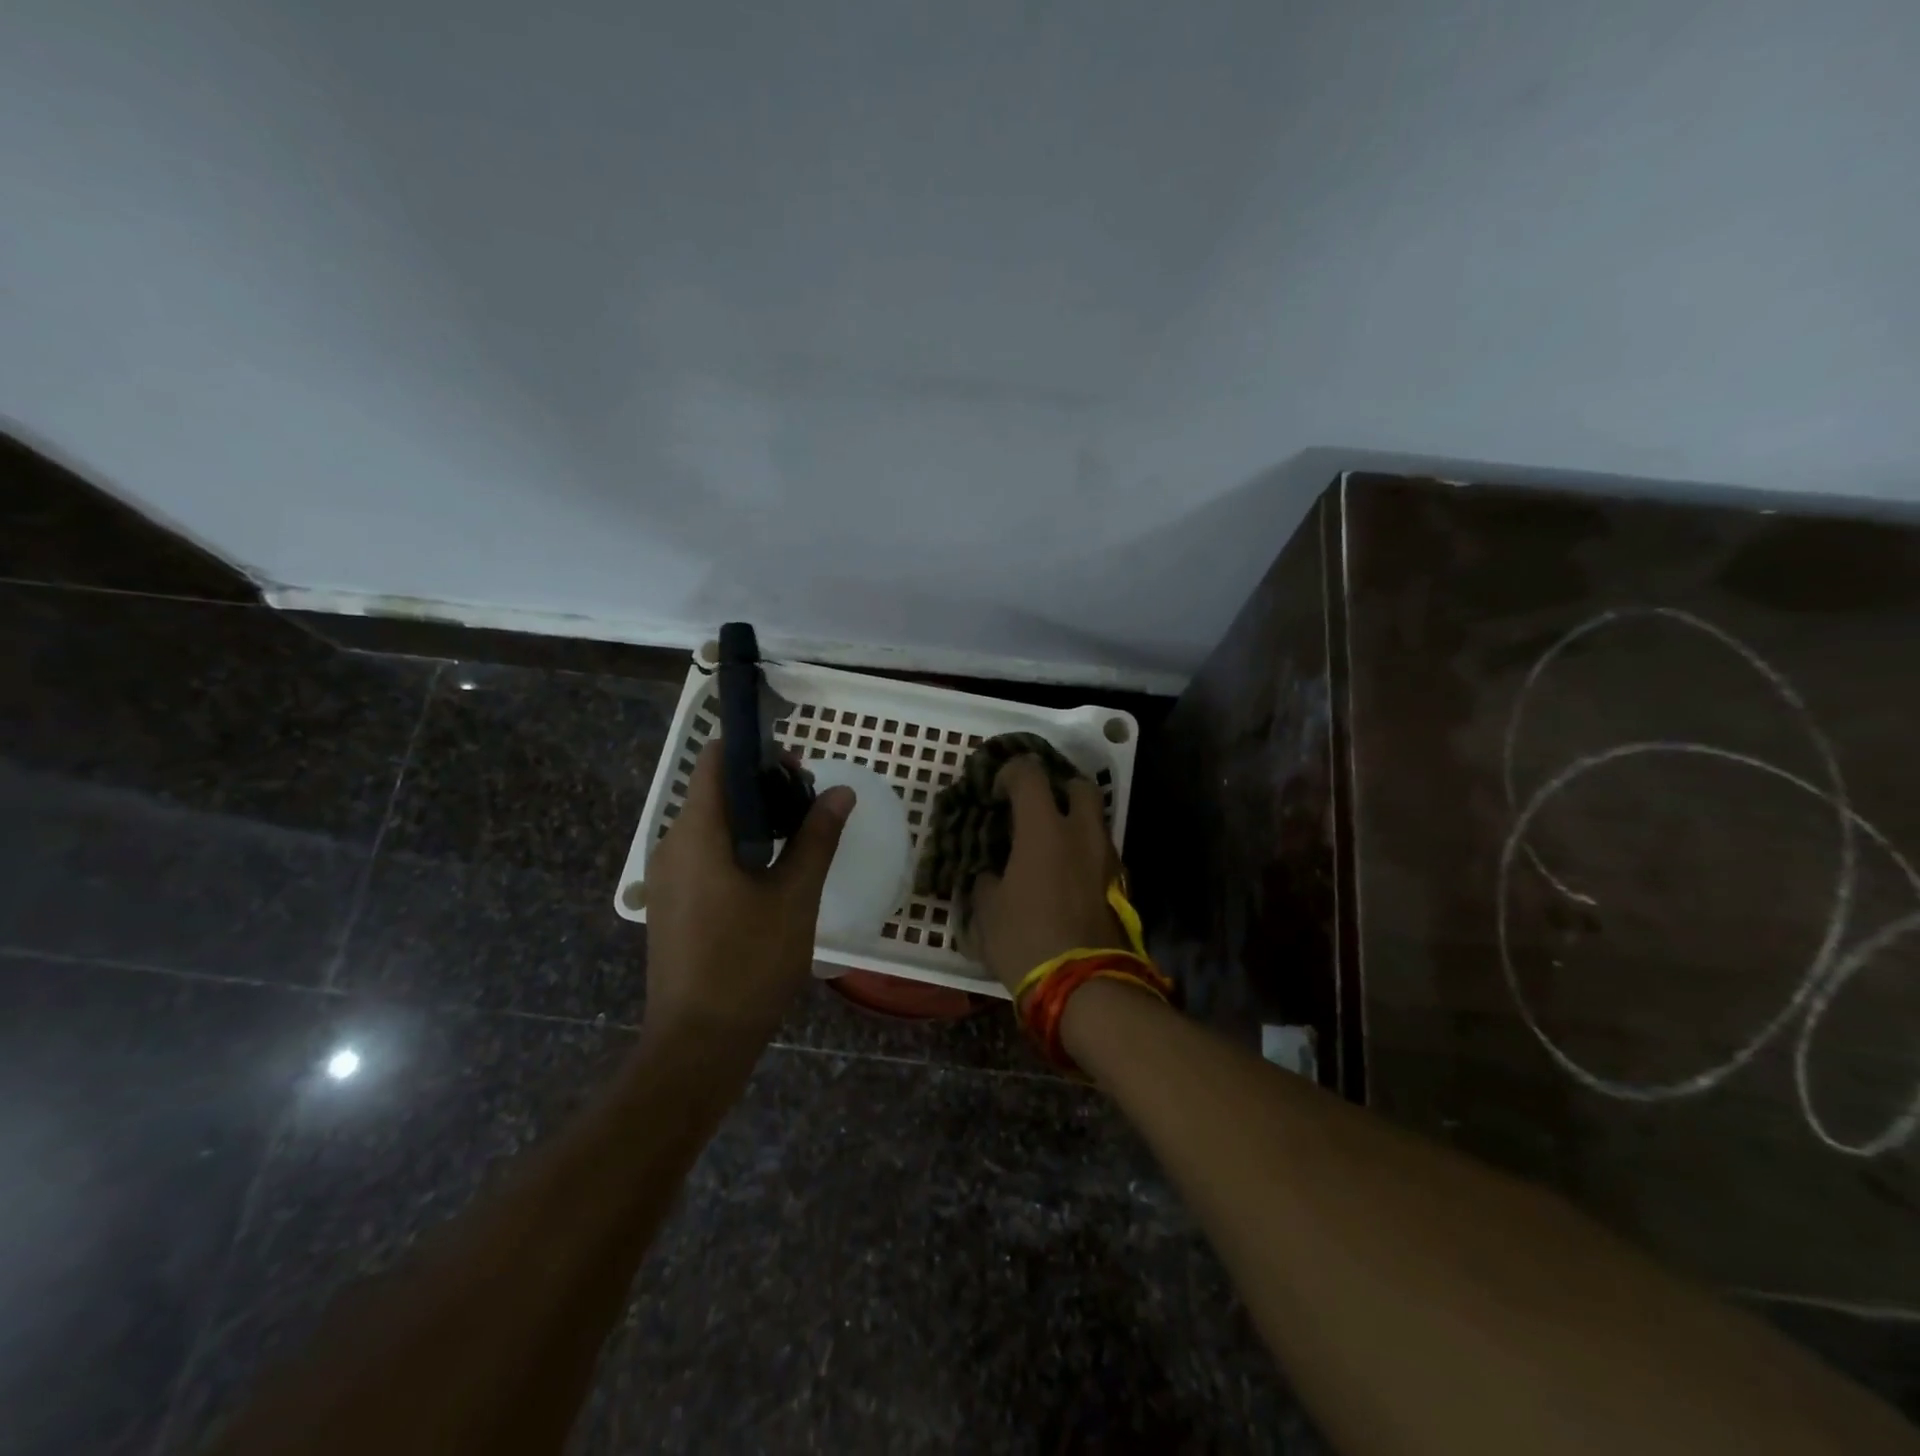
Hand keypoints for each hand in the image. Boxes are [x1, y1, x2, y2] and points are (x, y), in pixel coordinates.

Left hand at [642, 742, 853, 1045]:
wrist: (697, 1045)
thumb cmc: (749, 964)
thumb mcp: (795, 897)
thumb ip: (817, 838)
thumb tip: (840, 792)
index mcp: (697, 834)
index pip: (716, 760)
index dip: (755, 750)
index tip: (797, 765)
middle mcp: (672, 846)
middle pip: (716, 791)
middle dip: (764, 786)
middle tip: (811, 805)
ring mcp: (667, 877)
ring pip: (712, 825)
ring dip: (755, 819)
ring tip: (800, 838)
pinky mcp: (671, 903)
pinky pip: (705, 855)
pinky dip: (739, 847)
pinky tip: (773, 874)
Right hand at [969, 755, 1127, 993]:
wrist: (1084, 985)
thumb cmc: (1026, 939)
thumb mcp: (987, 911)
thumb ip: (986, 881)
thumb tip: (991, 874)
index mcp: (1044, 829)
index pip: (1030, 774)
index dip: (1010, 773)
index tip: (997, 792)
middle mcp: (1081, 833)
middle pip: (1079, 786)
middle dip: (1057, 789)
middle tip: (1036, 809)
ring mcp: (1107, 858)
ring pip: (1096, 820)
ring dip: (1075, 822)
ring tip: (1050, 847)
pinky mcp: (1120, 884)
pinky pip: (1101, 852)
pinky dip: (1084, 853)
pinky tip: (1066, 877)